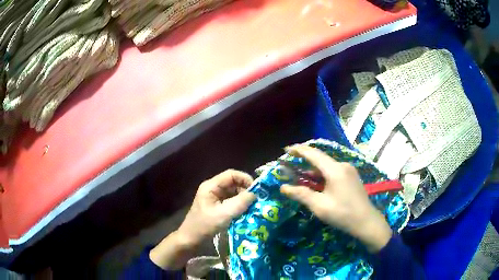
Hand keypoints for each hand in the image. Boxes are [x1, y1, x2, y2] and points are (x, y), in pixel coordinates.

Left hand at [150, 170, 255, 268]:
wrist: (190, 240)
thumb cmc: (204, 226)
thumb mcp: (223, 215)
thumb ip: (239, 203)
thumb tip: (255, 194)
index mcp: (211, 186)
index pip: (231, 174)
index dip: (245, 179)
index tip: (257, 190)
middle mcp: (213, 189)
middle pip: (233, 183)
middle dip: (246, 190)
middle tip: (257, 201)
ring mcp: (214, 198)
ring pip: (233, 192)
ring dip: (243, 198)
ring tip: (253, 207)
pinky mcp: (217, 206)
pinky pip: (231, 201)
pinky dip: (239, 205)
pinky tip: (246, 212)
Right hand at [280, 145, 391, 252]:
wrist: (367, 222)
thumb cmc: (343, 214)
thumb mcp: (320, 206)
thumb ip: (301, 194)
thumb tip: (283, 187)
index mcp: (335, 170)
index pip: (314, 154)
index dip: (298, 150)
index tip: (285, 150)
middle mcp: (342, 165)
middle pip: (320, 159)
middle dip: (304, 161)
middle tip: (289, 165)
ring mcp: (349, 171)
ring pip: (326, 166)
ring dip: (313, 171)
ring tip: (299, 177)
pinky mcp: (351, 177)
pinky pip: (333, 172)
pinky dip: (322, 176)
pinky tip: (316, 184)